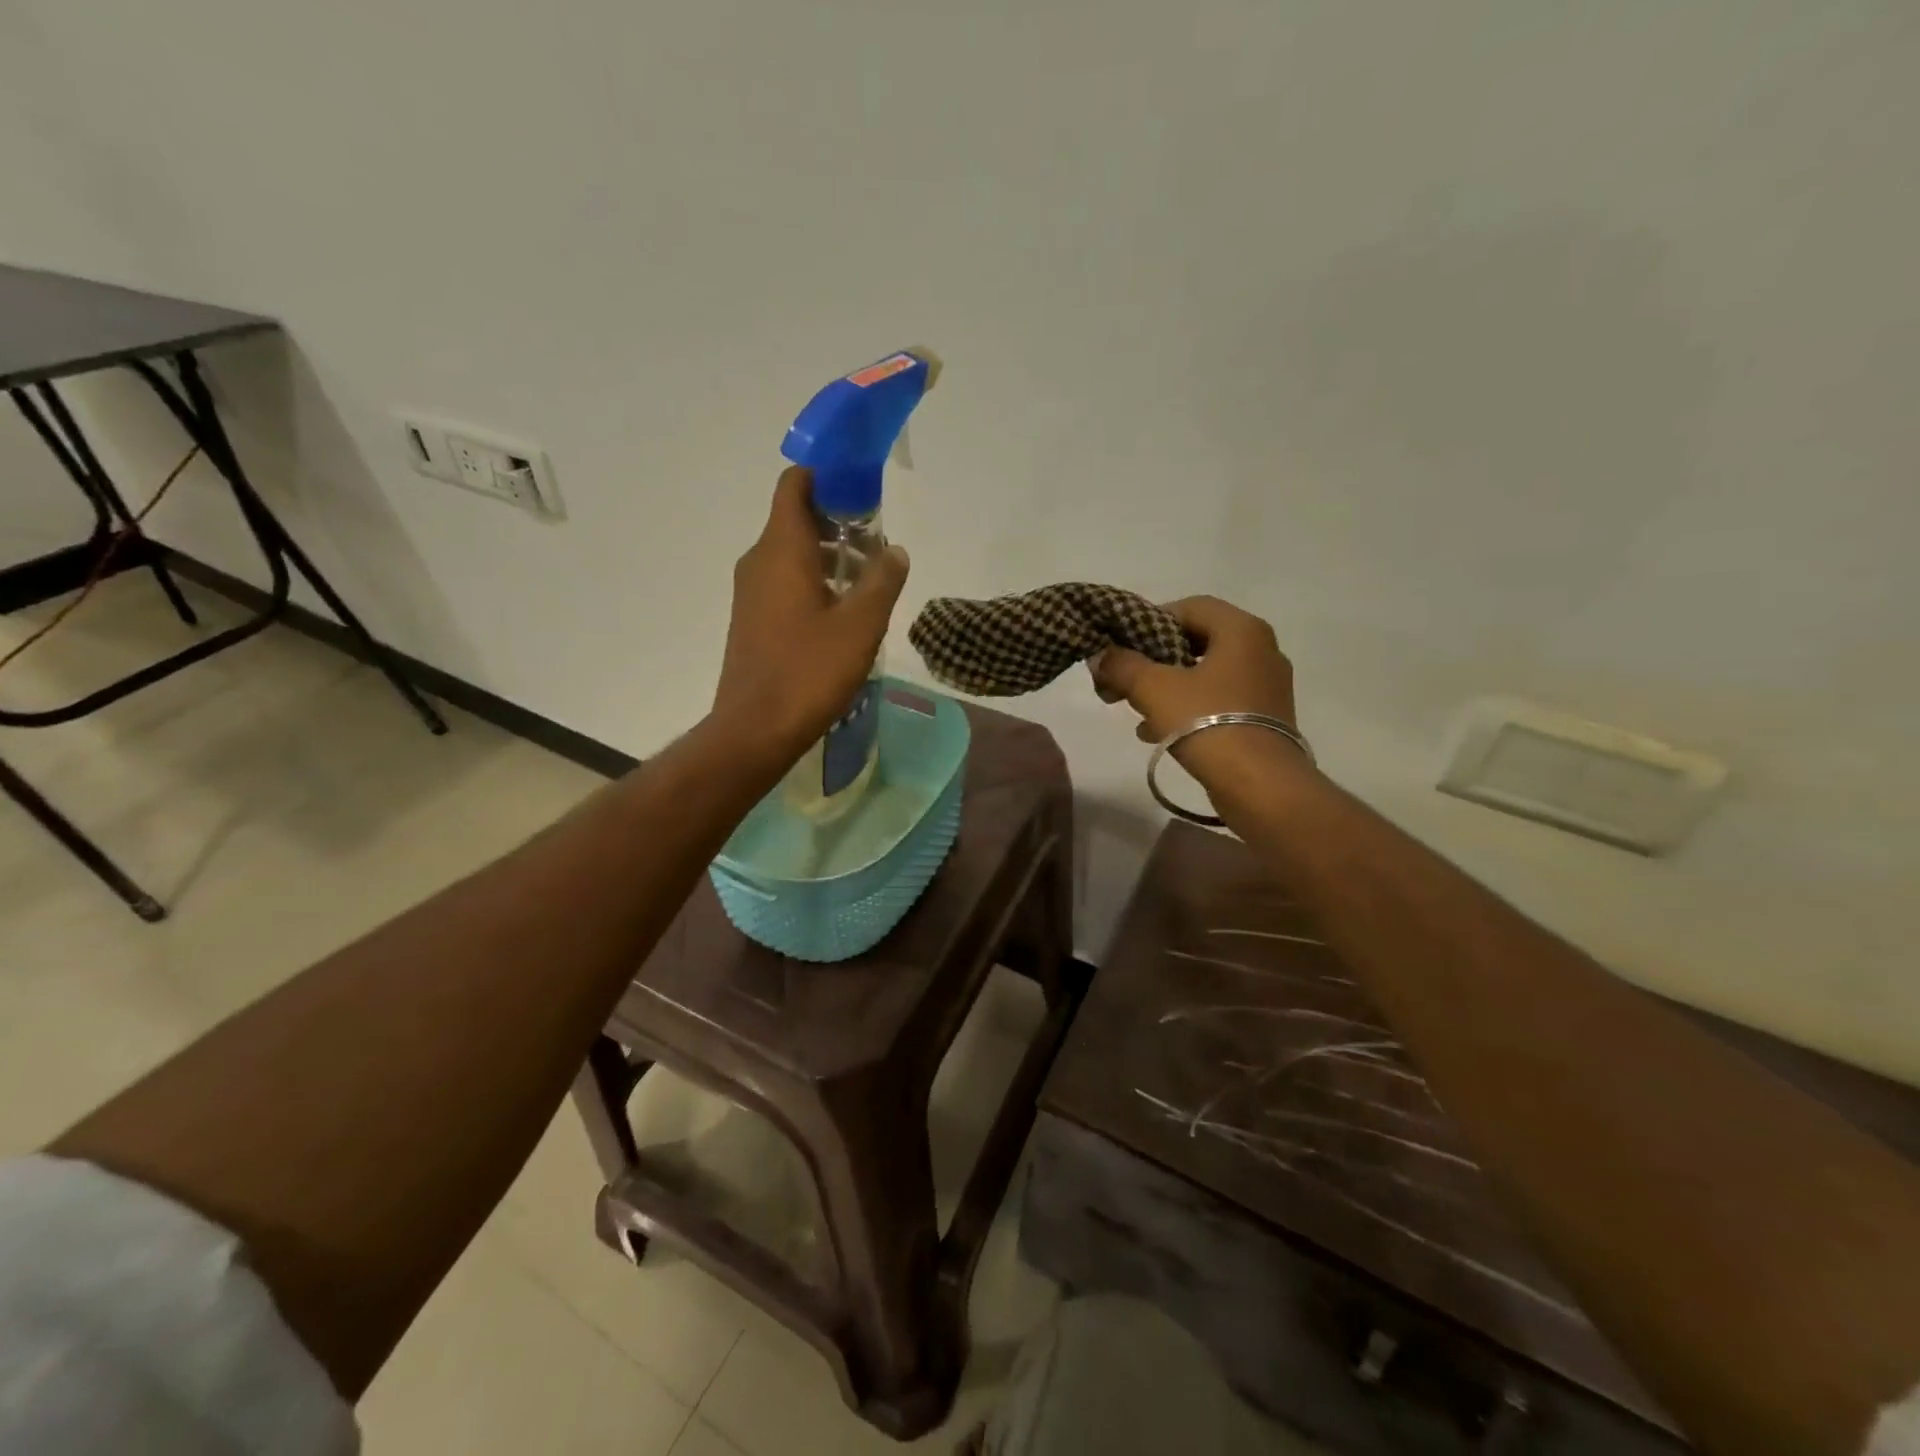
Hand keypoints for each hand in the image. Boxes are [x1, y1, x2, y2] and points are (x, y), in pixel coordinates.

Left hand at [713, 467, 908, 760]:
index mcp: (781, 549)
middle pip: (796, 518)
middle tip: (879, 544)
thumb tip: (895, 550)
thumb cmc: (809, 671)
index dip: (827, 476)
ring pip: (792, 554)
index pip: (795, 484)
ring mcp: (751, 591)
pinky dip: (814, 581)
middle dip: (838, 521)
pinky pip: (784, 582)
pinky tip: (843, 613)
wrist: (756, 728)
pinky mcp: (752, 618)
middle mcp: (759, 560)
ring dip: (830, 556)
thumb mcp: (861, 625)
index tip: (862, 489)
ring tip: (869, 581)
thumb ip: (883, 580)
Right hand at [1089, 595, 1305, 783]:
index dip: (1150, 620)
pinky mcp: (1265, 719)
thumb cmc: (1207, 723)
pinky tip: (1157, 732)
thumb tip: (1101, 655)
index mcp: (1241, 631)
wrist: (1260, 785)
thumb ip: (1123, 665)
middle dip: (1154, 659)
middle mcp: (1261, 651)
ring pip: (1205, 674)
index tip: (1122, 644)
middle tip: (1123, 678)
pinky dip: (1188, 709)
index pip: (1190, 606)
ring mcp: (1266, 687)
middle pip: (1196, 641)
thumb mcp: (1153, 689)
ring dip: (1167, 687)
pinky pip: (1218, 701)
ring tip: (1134, 710)